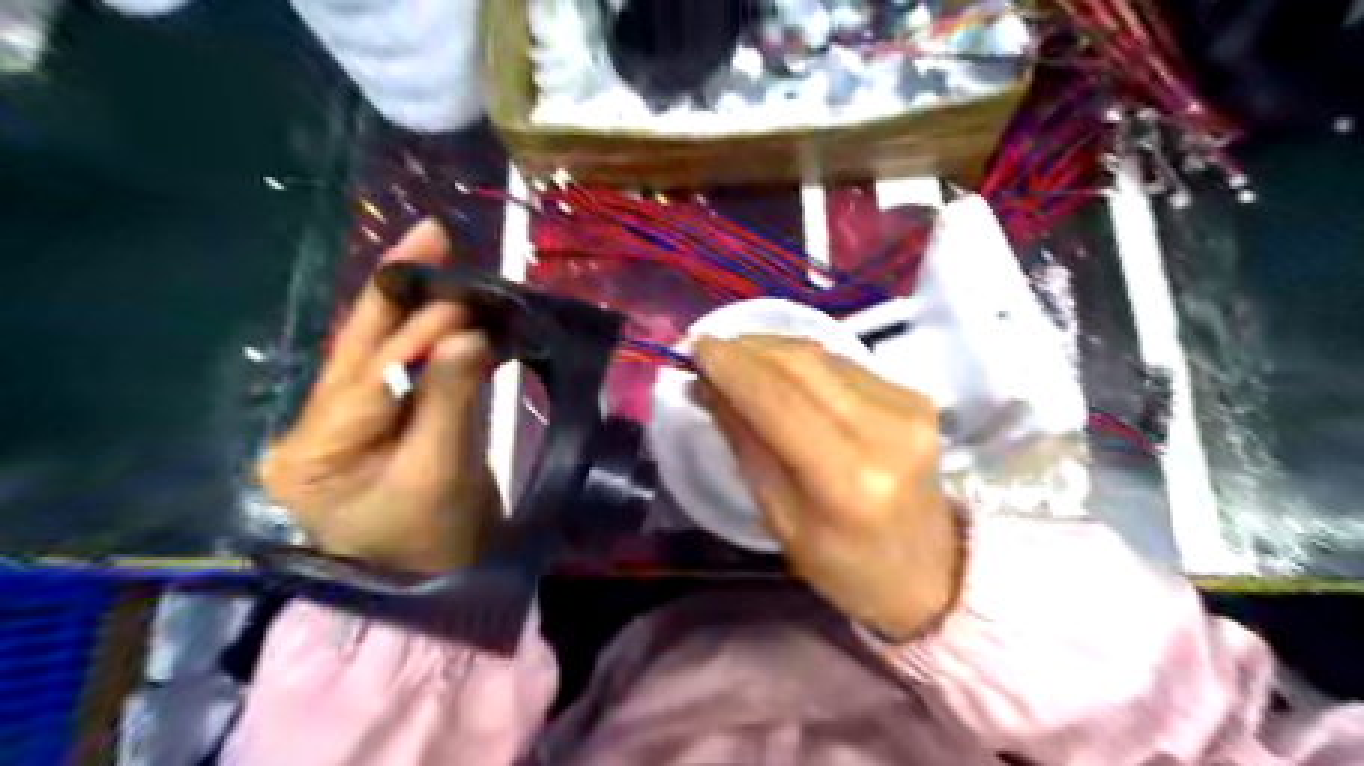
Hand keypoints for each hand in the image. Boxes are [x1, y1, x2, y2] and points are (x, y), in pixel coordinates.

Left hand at [259, 218, 498, 569]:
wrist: (437, 587)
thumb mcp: (441, 475)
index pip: (367, 373)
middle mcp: (317, 427)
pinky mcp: (378, 422)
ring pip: (381, 351)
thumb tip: (467, 334)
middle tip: (432, 237)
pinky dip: (435, 339)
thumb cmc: (433, 546)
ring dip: (420, 310)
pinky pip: (405, 369)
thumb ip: (451, 400)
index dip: (418, 330)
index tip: (468, 297)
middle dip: (397, 291)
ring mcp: (345, 423)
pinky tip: (459, 313)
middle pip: (358, 346)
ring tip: (449, 264)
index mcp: (314, 450)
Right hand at [695, 334, 955, 640]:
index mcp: (848, 478)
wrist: (932, 570)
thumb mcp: (781, 520)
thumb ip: (746, 445)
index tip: (694, 348)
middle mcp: (885, 428)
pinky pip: (841, 364)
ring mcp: (908, 405)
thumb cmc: (845, 566)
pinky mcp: (914, 394)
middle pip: (801, 364)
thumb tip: (709, 386)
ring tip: (733, 359)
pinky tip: (775, 370)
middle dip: (745, 350)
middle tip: (707, 353)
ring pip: (820, 355)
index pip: (778, 399)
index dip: (731, 367)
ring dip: (770, 350)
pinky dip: (800, 361)